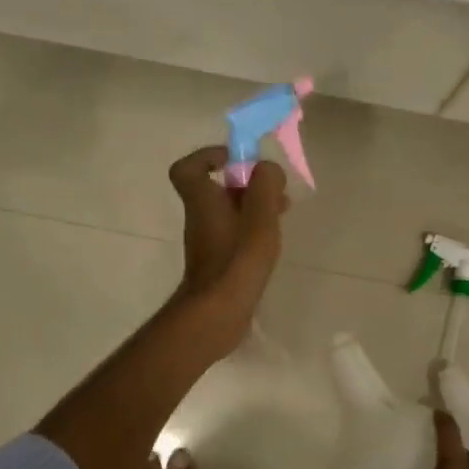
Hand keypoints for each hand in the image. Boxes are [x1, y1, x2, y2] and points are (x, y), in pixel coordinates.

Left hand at [168, 146, 287, 352]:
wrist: (219, 312)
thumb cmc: (237, 259)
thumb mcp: (259, 215)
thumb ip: (265, 184)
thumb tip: (266, 169)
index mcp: (202, 200)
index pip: (187, 168)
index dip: (207, 156)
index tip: (235, 159)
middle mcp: (200, 218)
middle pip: (216, 188)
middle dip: (246, 183)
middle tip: (273, 188)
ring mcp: (208, 242)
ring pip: (228, 211)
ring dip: (253, 205)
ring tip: (282, 211)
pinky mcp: (219, 261)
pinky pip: (234, 233)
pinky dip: (252, 228)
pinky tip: (273, 239)